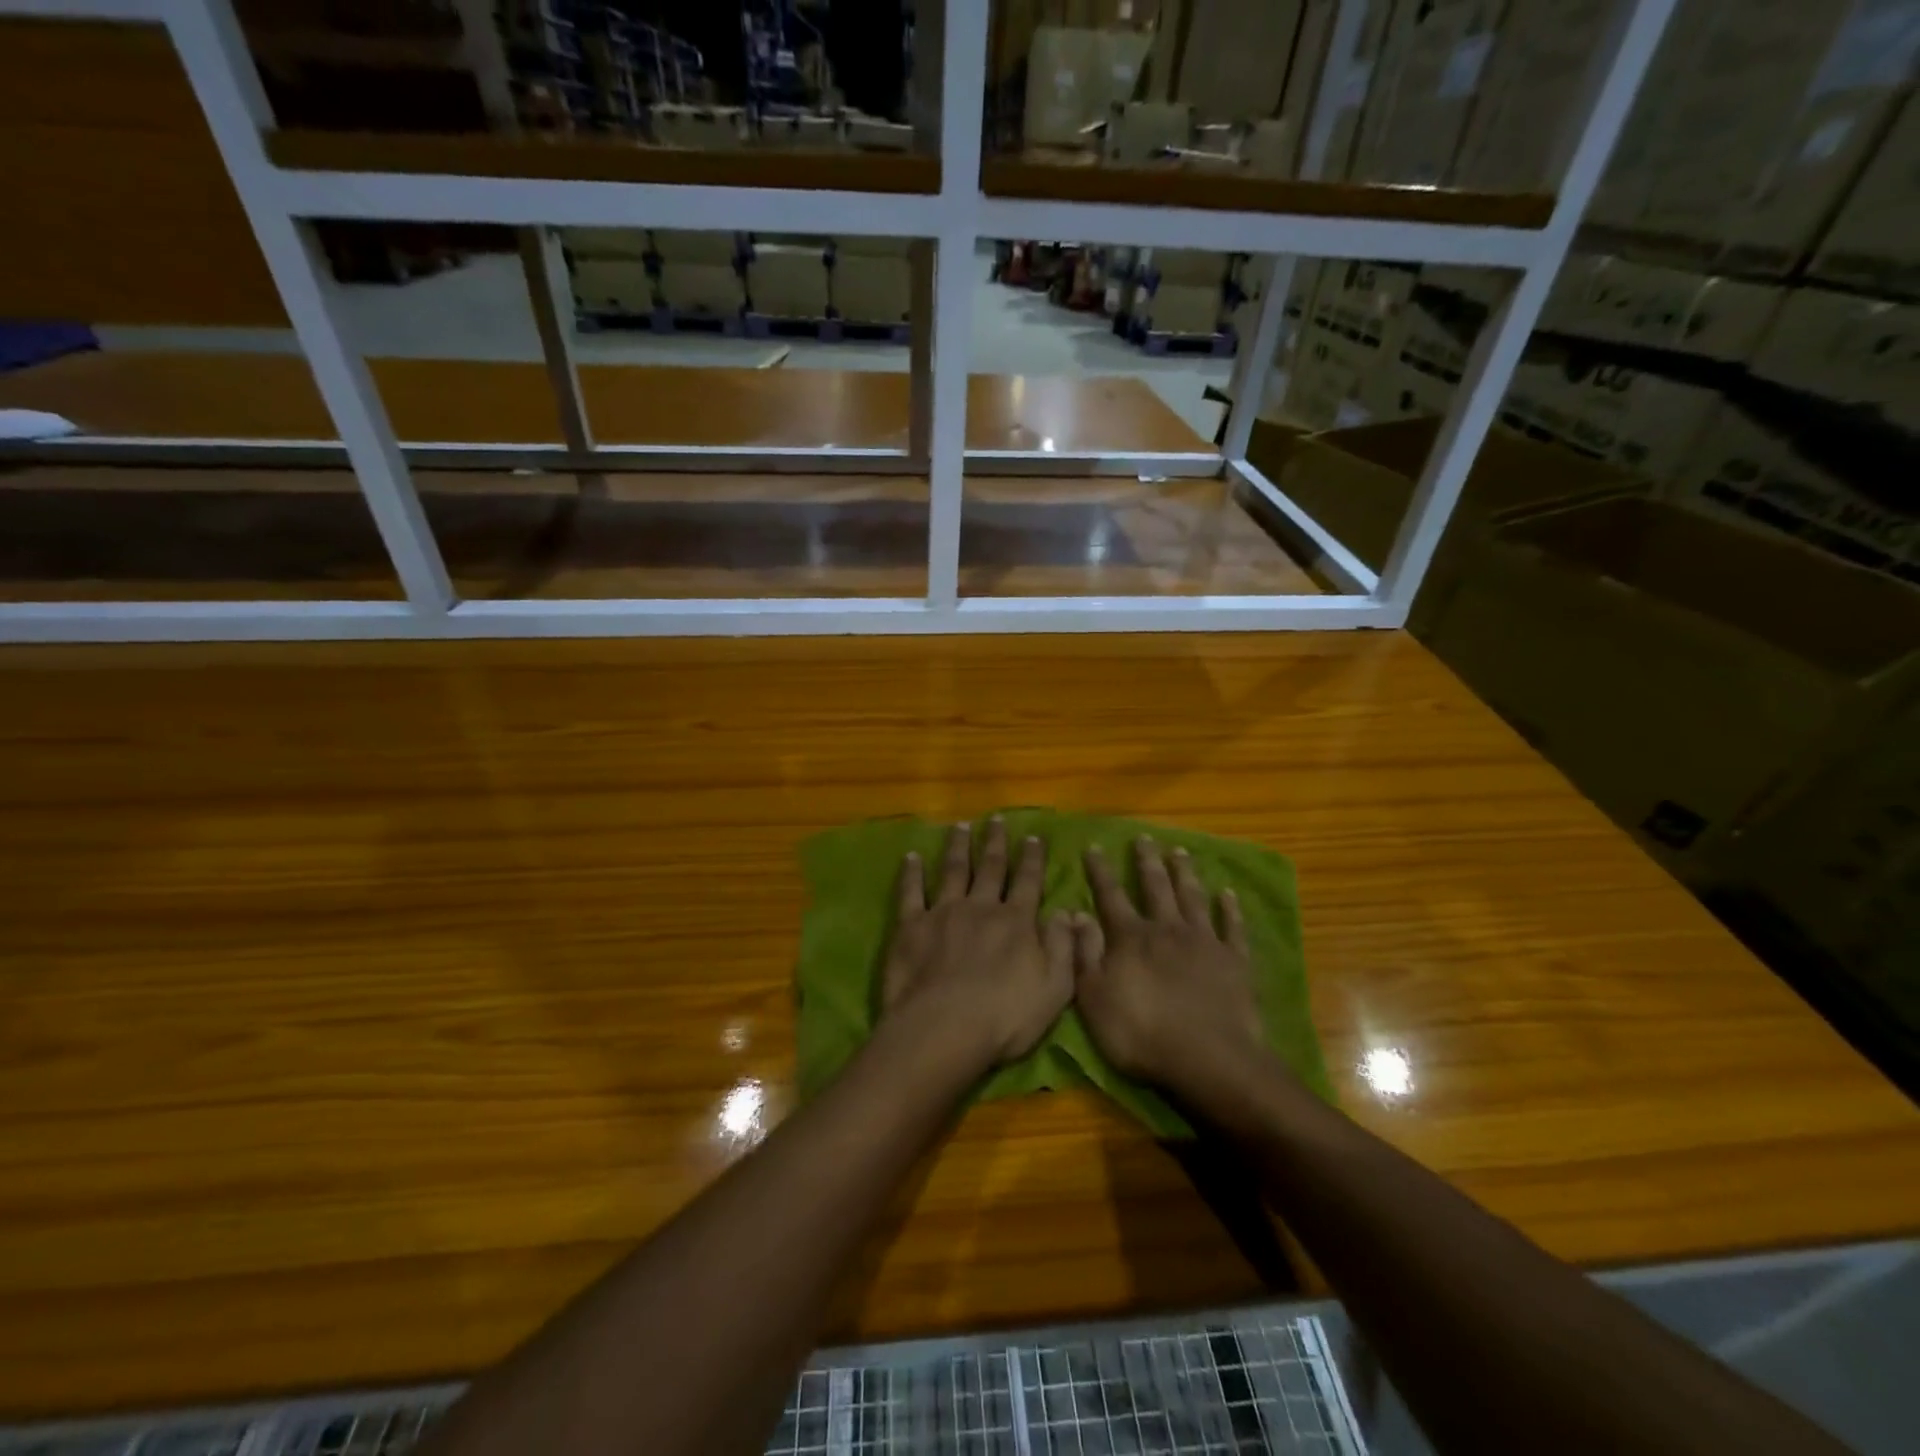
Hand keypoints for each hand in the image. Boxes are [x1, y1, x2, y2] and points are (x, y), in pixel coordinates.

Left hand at [881, 819, 1073, 1070]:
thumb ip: (1062, 946)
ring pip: (953, 871)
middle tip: (995, 819)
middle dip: (995, 843)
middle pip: (990, 868)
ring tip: (960, 826)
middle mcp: (981, 907)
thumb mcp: (1054, 988)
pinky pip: (911, 892)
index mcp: (1016, 921)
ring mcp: (944, 912)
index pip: (1028, 882)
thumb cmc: (1005, 1017)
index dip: (1032, 859)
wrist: (944, 1028)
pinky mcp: (911, 926)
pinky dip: (911, 873)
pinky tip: (912, 857)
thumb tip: (1065, 911)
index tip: (1033, 837)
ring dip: (958, 847)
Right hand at [1073, 838, 1267, 1094]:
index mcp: (1131, 938)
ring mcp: (1204, 942)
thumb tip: (1076, 913)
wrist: (1208, 1059)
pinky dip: (1230, 908)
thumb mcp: (1094, 998)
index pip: (1111, 896)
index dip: (1100, 871)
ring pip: (1192, 897)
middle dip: (1147, 861)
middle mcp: (1167, 929)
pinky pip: (1232, 927)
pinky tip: (1228, 893)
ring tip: (1180, 851)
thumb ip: (1085, 953)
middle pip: (1155, 887)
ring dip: (1185, 873)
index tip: (1094, 846)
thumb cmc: (1141, 1034)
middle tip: (1144, 838)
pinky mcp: (1235, 961)